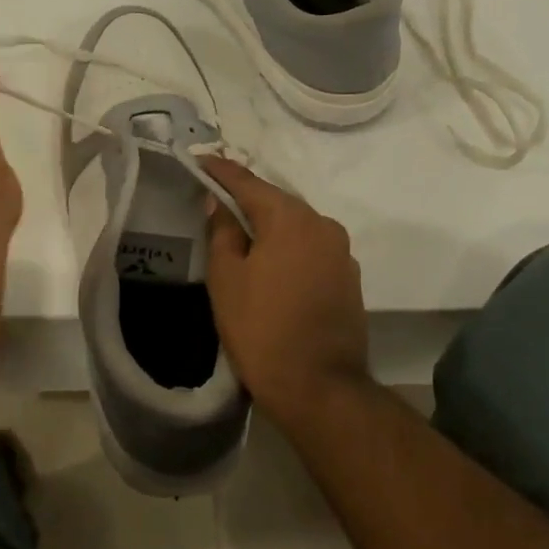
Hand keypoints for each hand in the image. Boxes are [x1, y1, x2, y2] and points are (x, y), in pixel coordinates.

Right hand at [202, 158, 367, 423]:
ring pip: (296, 226)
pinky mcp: (348, 278)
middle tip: (216, 199)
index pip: (248, 182)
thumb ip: (222, 232)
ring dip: (269, 225)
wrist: (320, 387)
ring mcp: (341, 252)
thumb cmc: (262, 329)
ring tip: (241, 233)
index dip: (221, 171)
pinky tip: (271, 263)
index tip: (200, 160)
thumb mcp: (226, 279)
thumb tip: (219, 205)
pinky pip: (311, 248)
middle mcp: (322, 225)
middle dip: (246, 198)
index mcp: (290, 219)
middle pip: (276, 202)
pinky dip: (289, 248)